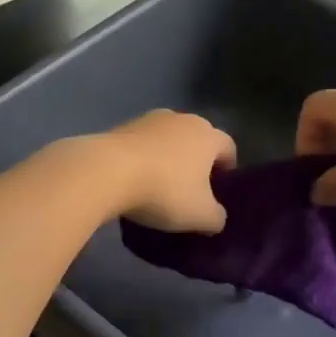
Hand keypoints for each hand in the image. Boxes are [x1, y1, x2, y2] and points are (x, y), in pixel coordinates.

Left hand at [98, 110, 237, 231]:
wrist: (107, 171)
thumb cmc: (165, 191)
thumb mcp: (200, 216)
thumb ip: (216, 217)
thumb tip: (216, 217)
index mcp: (208, 135)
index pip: (228, 148)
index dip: (227, 170)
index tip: (218, 191)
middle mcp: (182, 118)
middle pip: (197, 140)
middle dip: (196, 162)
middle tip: (190, 190)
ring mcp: (149, 119)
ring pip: (167, 139)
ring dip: (167, 158)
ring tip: (158, 185)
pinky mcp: (121, 126)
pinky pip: (140, 144)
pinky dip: (142, 158)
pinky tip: (133, 180)